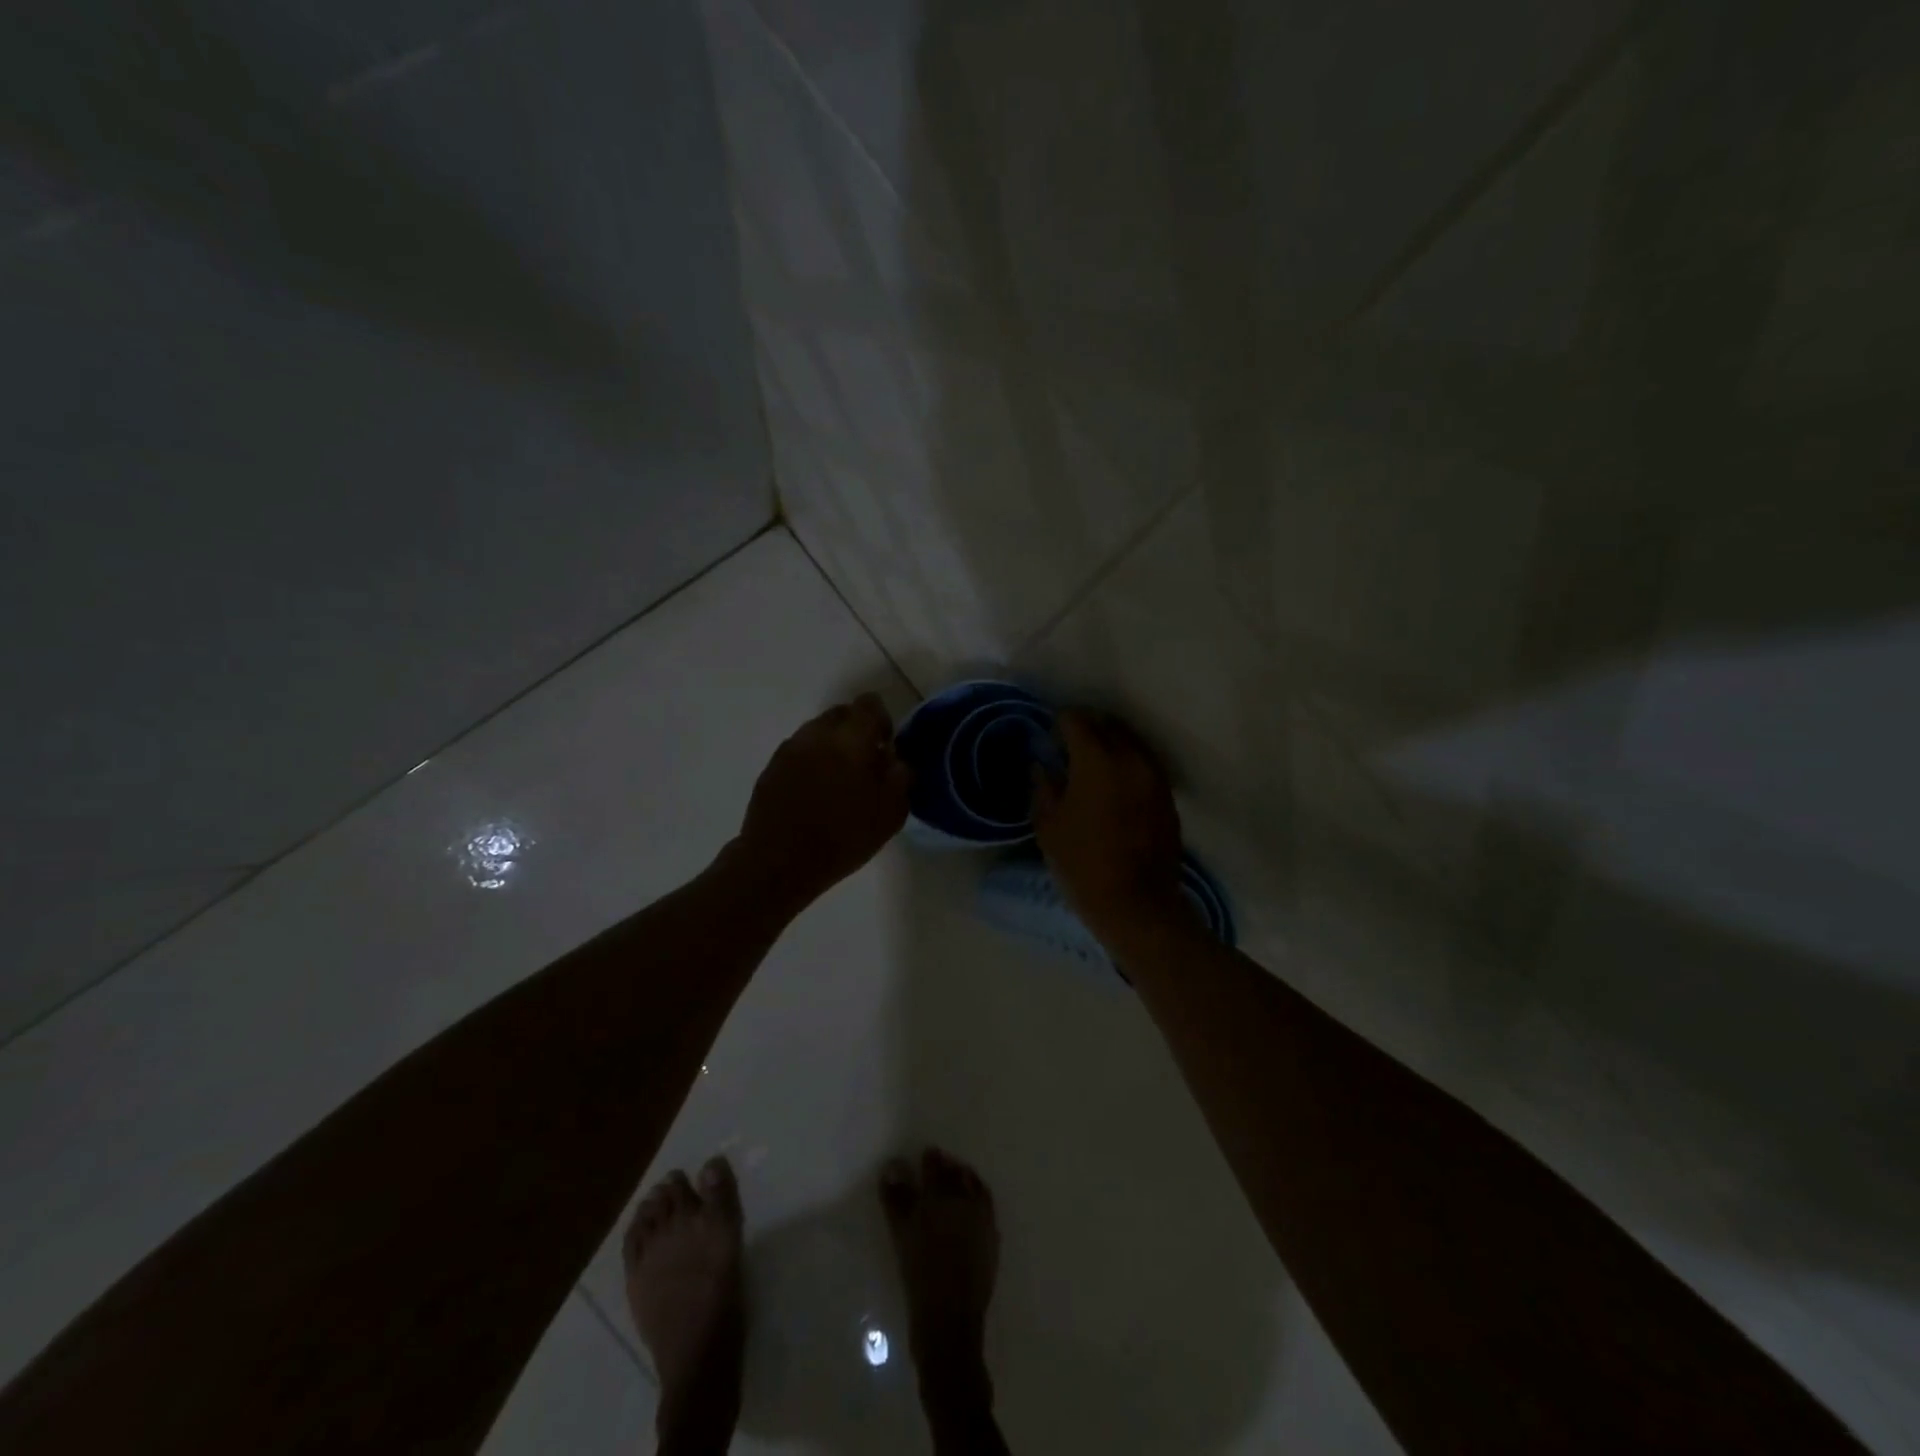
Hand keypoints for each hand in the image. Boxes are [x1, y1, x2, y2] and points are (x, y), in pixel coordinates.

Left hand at [732, 693, 910, 909]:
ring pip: (817, 732)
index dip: (882, 720)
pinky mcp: (770, 767)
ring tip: (837, 782)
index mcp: (850, 740)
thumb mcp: (890, 814)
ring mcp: (789, 749)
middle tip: (864, 765)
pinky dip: (811, 762)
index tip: (885, 747)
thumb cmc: (842, 839)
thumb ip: (900, 777)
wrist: (779, 863)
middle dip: (856, 732)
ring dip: (831, 747)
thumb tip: (895, 758)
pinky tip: (814, 794)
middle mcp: (816, 735)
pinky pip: (798, 752)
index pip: (869, 704)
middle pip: (841, 714)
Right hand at [1031, 710, 1189, 948]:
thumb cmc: (1083, 865)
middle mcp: (1131, 758)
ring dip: (1109, 744)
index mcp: (1097, 760)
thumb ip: (1044, 786)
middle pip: (1107, 725)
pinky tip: (1113, 784)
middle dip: (1086, 728)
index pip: (1077, 721)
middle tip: (1068, 747)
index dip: (1059, 722)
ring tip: (1091, 765)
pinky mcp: (1167, 795)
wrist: (1137, 904)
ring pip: (1130, 742)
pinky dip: (1127, 763)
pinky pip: (1144, 763)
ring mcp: (1154, 775)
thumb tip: (1042, 764)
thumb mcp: (1049, 825)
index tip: (1049, 734)